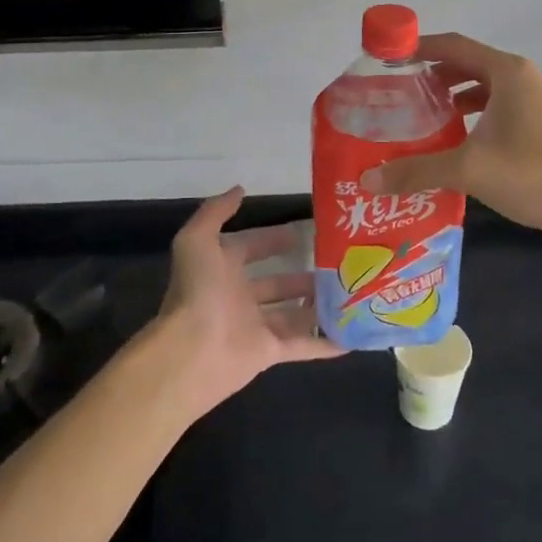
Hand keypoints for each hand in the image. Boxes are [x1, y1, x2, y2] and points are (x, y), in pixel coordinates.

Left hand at [155, 186, 340, 417]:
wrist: (191, 351)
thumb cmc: (197, 291)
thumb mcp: (197, 240)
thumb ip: (216, 212)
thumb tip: (239, 189)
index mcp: (223, 269)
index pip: (252, 248)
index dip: (274, 239)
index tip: (304, 231)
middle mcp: (239, 297)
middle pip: (276, 283)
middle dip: (301, 274)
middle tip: (336, 263)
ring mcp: (255, 326)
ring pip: (292, 313)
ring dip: (316, 305)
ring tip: (349, 292)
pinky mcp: (269, 353)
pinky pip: (302, 346)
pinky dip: (324, 344)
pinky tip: (351, 337)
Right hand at [359, 33, 541, 250]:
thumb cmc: (531, 173)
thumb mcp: (468, 169)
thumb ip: (417, 170)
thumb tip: (367, 180)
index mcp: (506, 72)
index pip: (453, 45)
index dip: (419, 48)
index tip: (388, 59)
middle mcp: (520, 79)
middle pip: (467, 64)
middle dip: (432, 76)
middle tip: (397, 93)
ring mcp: (533, 103)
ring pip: (483, 89)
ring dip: (451, 99)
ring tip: (418, 118)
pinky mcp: (538, 127)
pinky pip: (496, 110)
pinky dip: (471, 118)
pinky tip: (452, 142)